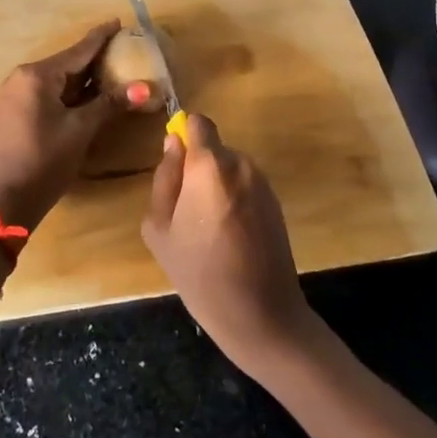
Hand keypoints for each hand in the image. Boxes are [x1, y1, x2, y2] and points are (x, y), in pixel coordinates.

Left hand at [0, 21, 124, 231]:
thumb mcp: (80, 130)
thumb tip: (145, 88)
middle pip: (68, 63)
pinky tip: (93, 96)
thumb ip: (110, 104)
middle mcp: (24, 78)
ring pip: (60, 80)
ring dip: (87, 79)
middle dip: (97, 58)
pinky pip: (51, 93)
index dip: (101, 37)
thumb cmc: (44, 160)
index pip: (78, 50)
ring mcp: (18, 96)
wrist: (5, 200)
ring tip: (116, 70)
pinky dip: (73, 93)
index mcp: (37, 75)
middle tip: (126, 50)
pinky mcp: (19, 113)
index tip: (119, 22)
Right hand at [140, 113, 313, 373]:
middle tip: (185, 211)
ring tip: (207, 230)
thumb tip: (173, 144)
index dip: (184, 135)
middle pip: (213, 149)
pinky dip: (234, 200)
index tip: (175, 164)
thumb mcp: (160, 228)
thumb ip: (165, 178)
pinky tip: (229, 237)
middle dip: (198, 168)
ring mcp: (263, 183)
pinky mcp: (276, 203)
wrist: (261, 314)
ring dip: (216, 186)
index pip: (199, 123)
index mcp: (210, 166)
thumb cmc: (200, 273)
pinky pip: (245, 187)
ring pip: (229, 169)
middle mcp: (241, 164)